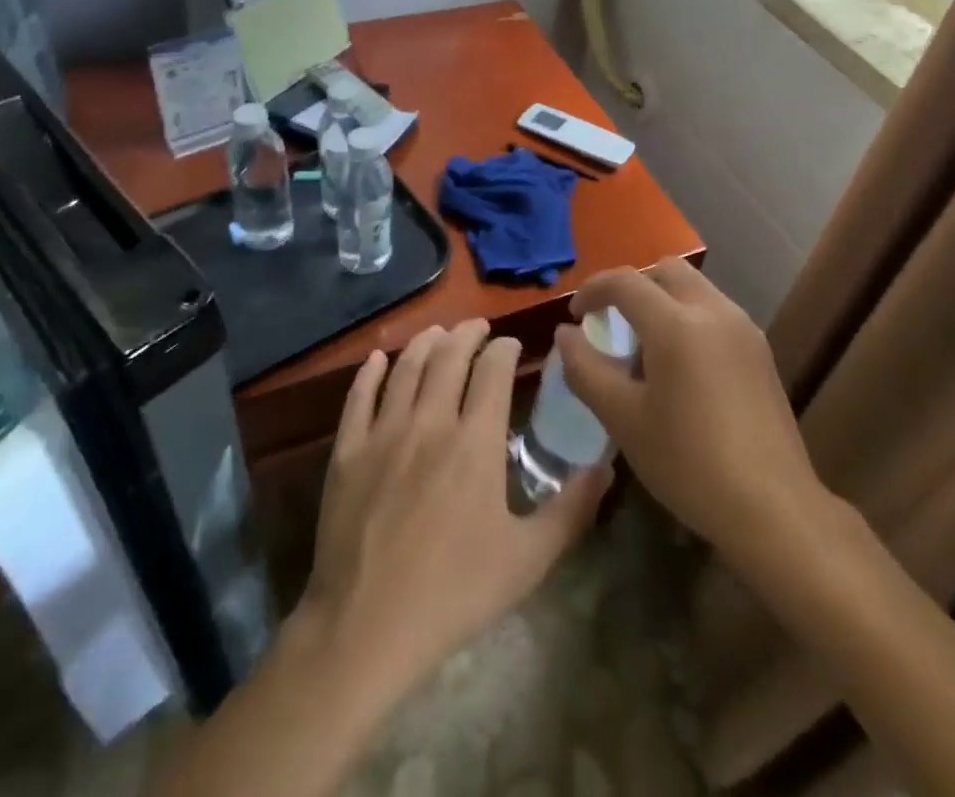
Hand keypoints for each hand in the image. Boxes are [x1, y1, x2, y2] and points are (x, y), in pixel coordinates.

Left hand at [295, 320, 610, 709]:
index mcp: (475, 441)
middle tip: (478, 327)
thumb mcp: (528, 559)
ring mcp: (384, 432)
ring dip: (425, 343)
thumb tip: (607, 465)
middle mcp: (430, 422)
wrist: (366, 628)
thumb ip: (572, 509)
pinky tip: (377, 358)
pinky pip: (359, 396)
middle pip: (449, 357)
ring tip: (437, 332)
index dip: (504, 349)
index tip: (512, 344)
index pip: (493, 371)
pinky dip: (370, 371)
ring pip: (406, 368)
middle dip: (467, 334)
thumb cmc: (454, 593)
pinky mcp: (347, 451)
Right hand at [556, 259, 821, 568]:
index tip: (576, 315)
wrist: (774, 509)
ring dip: (663, 301)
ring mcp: (744, 328)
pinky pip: (714, 312)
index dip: (593, 290)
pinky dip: (688, 318)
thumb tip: (565, 334)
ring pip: (694, 289)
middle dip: (633, 287)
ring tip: (644, 348)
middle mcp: (714, 311)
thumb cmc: (689, 464)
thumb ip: (586, 369)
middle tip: (611, 323)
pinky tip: (680, 367)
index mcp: (677, 324)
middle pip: (666, 271)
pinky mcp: (760, 350)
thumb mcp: (623, 420)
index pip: (626, 281)